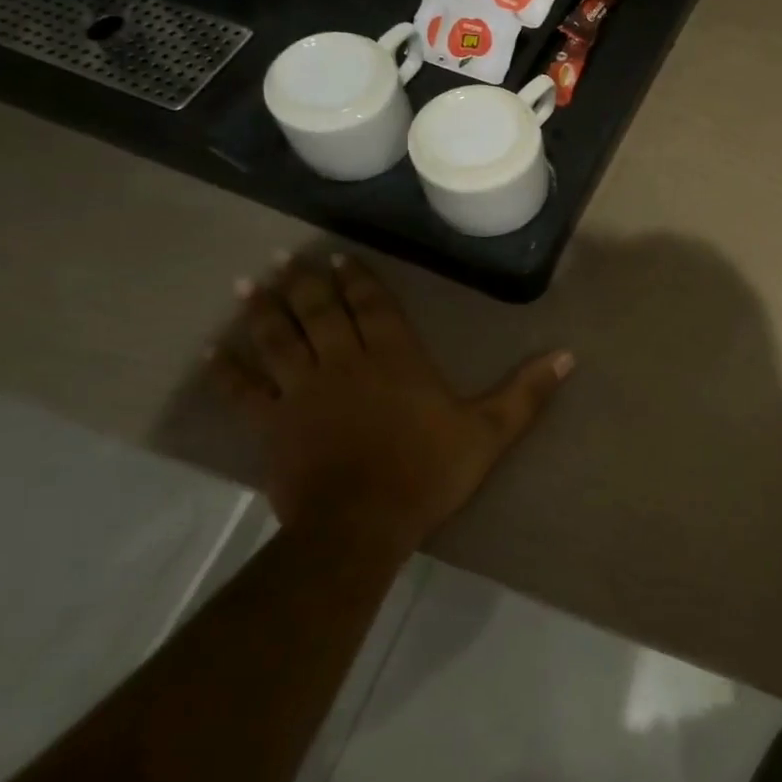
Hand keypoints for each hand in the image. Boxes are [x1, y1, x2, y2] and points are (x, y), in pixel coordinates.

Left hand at [209, 254, 571, 553]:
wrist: (361, 525)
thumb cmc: (427, 472)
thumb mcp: (489, 432)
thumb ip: (526, 392)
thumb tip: (569, 356)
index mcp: (395, 357)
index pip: (373, 306)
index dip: (357, 278)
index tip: (339, 257)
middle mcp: (345, 361)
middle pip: (320, 311)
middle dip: (305, 281)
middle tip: (287, 256)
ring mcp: (303, 391)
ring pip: (278, 338)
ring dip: (264, 308)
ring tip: (250, 282)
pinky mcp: (272, 424)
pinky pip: (244, 390)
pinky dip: (227, 369)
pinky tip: (212, 351)